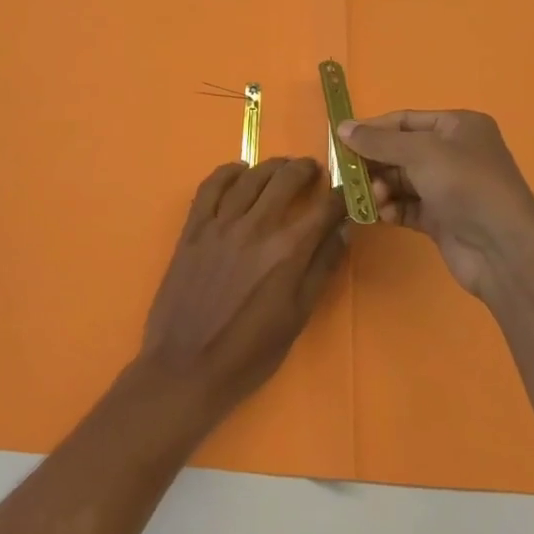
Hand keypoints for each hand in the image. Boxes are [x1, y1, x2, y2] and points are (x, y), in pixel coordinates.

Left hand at [139, 157, 346, 421]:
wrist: (186, 368)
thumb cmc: (249, 354)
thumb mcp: (297, 317)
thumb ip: (321, 268)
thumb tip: (343, 230)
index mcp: (287, 251)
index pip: (323, 208)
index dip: (340, 195)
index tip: (347, 190)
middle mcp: (256, 227)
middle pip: (286, 180)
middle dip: (306, 170)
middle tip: (314, 170)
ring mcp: (220, 223)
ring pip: (251, 176)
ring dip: (272, 166)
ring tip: (284, 166)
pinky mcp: (194, 227)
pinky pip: (211, 186)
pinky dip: (228, 172)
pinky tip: (239, 171)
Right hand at [336, 110, 533, 297]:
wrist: (504, 249)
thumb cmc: (465, 185)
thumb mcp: (419, 152)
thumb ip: (378, 141)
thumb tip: (342, 127)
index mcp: (458, 126)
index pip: (406, 120)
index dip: (373, 129)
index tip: (341, 140)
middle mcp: (455, 153)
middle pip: (401, 151)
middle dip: (376, 162)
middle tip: (349, 173)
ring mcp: (449, 188)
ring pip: (402, 180)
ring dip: (382, 187)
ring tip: (374, 198)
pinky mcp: (443, 219)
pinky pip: (408, 206)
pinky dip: (393, 208)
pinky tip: (383, 215)